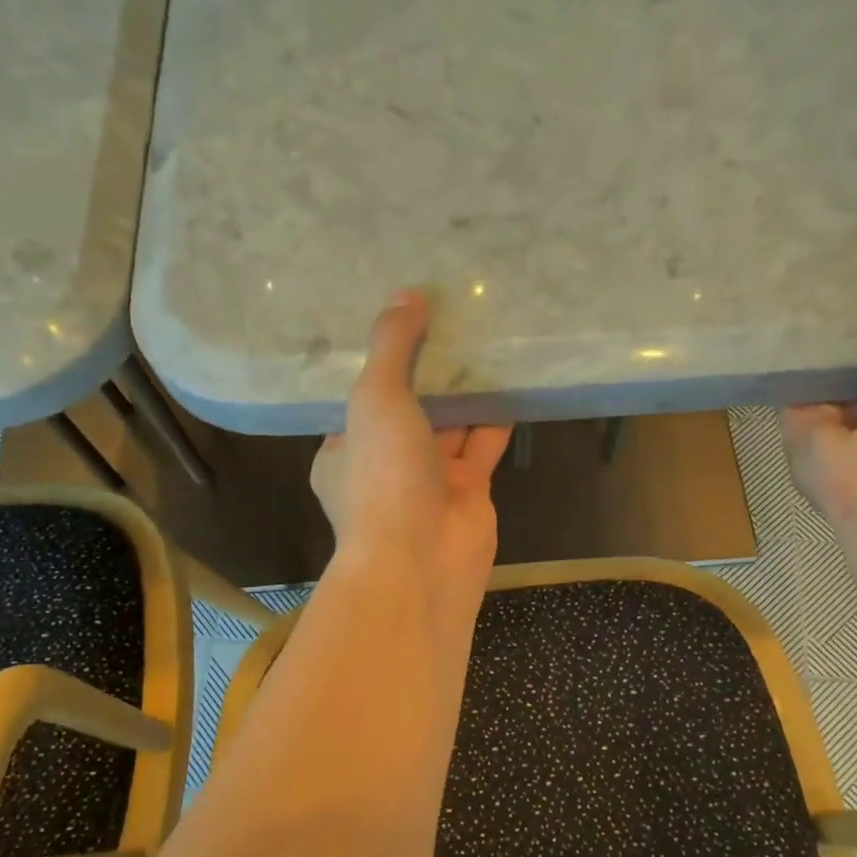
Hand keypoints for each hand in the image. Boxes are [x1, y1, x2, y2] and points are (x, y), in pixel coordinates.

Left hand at [311, 289, 511, 604]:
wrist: (421, 562)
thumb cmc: (382, 478)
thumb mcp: (375, 399)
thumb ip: (391, 347)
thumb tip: (406, 293)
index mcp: (344, 450)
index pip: (359, 398)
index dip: (380, 360)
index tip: (400, 319)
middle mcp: (384, 465)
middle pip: (409, 408)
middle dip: (428, 370)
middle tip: (450, 315)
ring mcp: (427, 481)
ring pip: (449, 425)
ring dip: (465, 389)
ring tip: (484, 336)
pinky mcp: (468, 492)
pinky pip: (482, 445)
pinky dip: (495, 416)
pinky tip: (512, 378)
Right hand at [780, 238, 856, 540]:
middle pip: (855, 348)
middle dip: (843, 313)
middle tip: (824, 253)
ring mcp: (836, 415)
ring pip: (819, 366)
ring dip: (810, 333)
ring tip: (790, 273)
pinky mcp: (798, 426)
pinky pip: (788, 386)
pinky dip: (781, 358)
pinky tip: (767, 315)